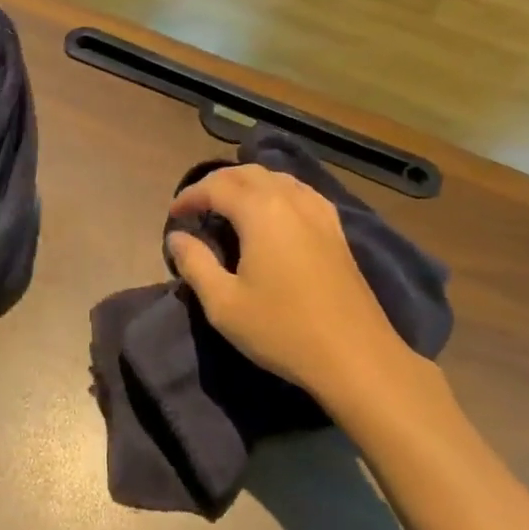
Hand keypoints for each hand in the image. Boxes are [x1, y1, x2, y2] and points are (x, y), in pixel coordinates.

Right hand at [167, 165, 438, 410]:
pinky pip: (299, 192)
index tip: (173, 215)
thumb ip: (195, 263)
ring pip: (276, 178)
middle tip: (196, 206)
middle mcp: (290, 199)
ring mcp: (319, 212)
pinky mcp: (336, 229)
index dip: (189, 196)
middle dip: (216, 183)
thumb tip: (177, 237)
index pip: (216, 186)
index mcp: (260, 210)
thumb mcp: (224, 304)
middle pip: (247, 173)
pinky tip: (272, 214)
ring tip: (228, 206)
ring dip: (247, 184)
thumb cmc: (282, 329)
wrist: (355, 356)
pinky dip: (276, 192)